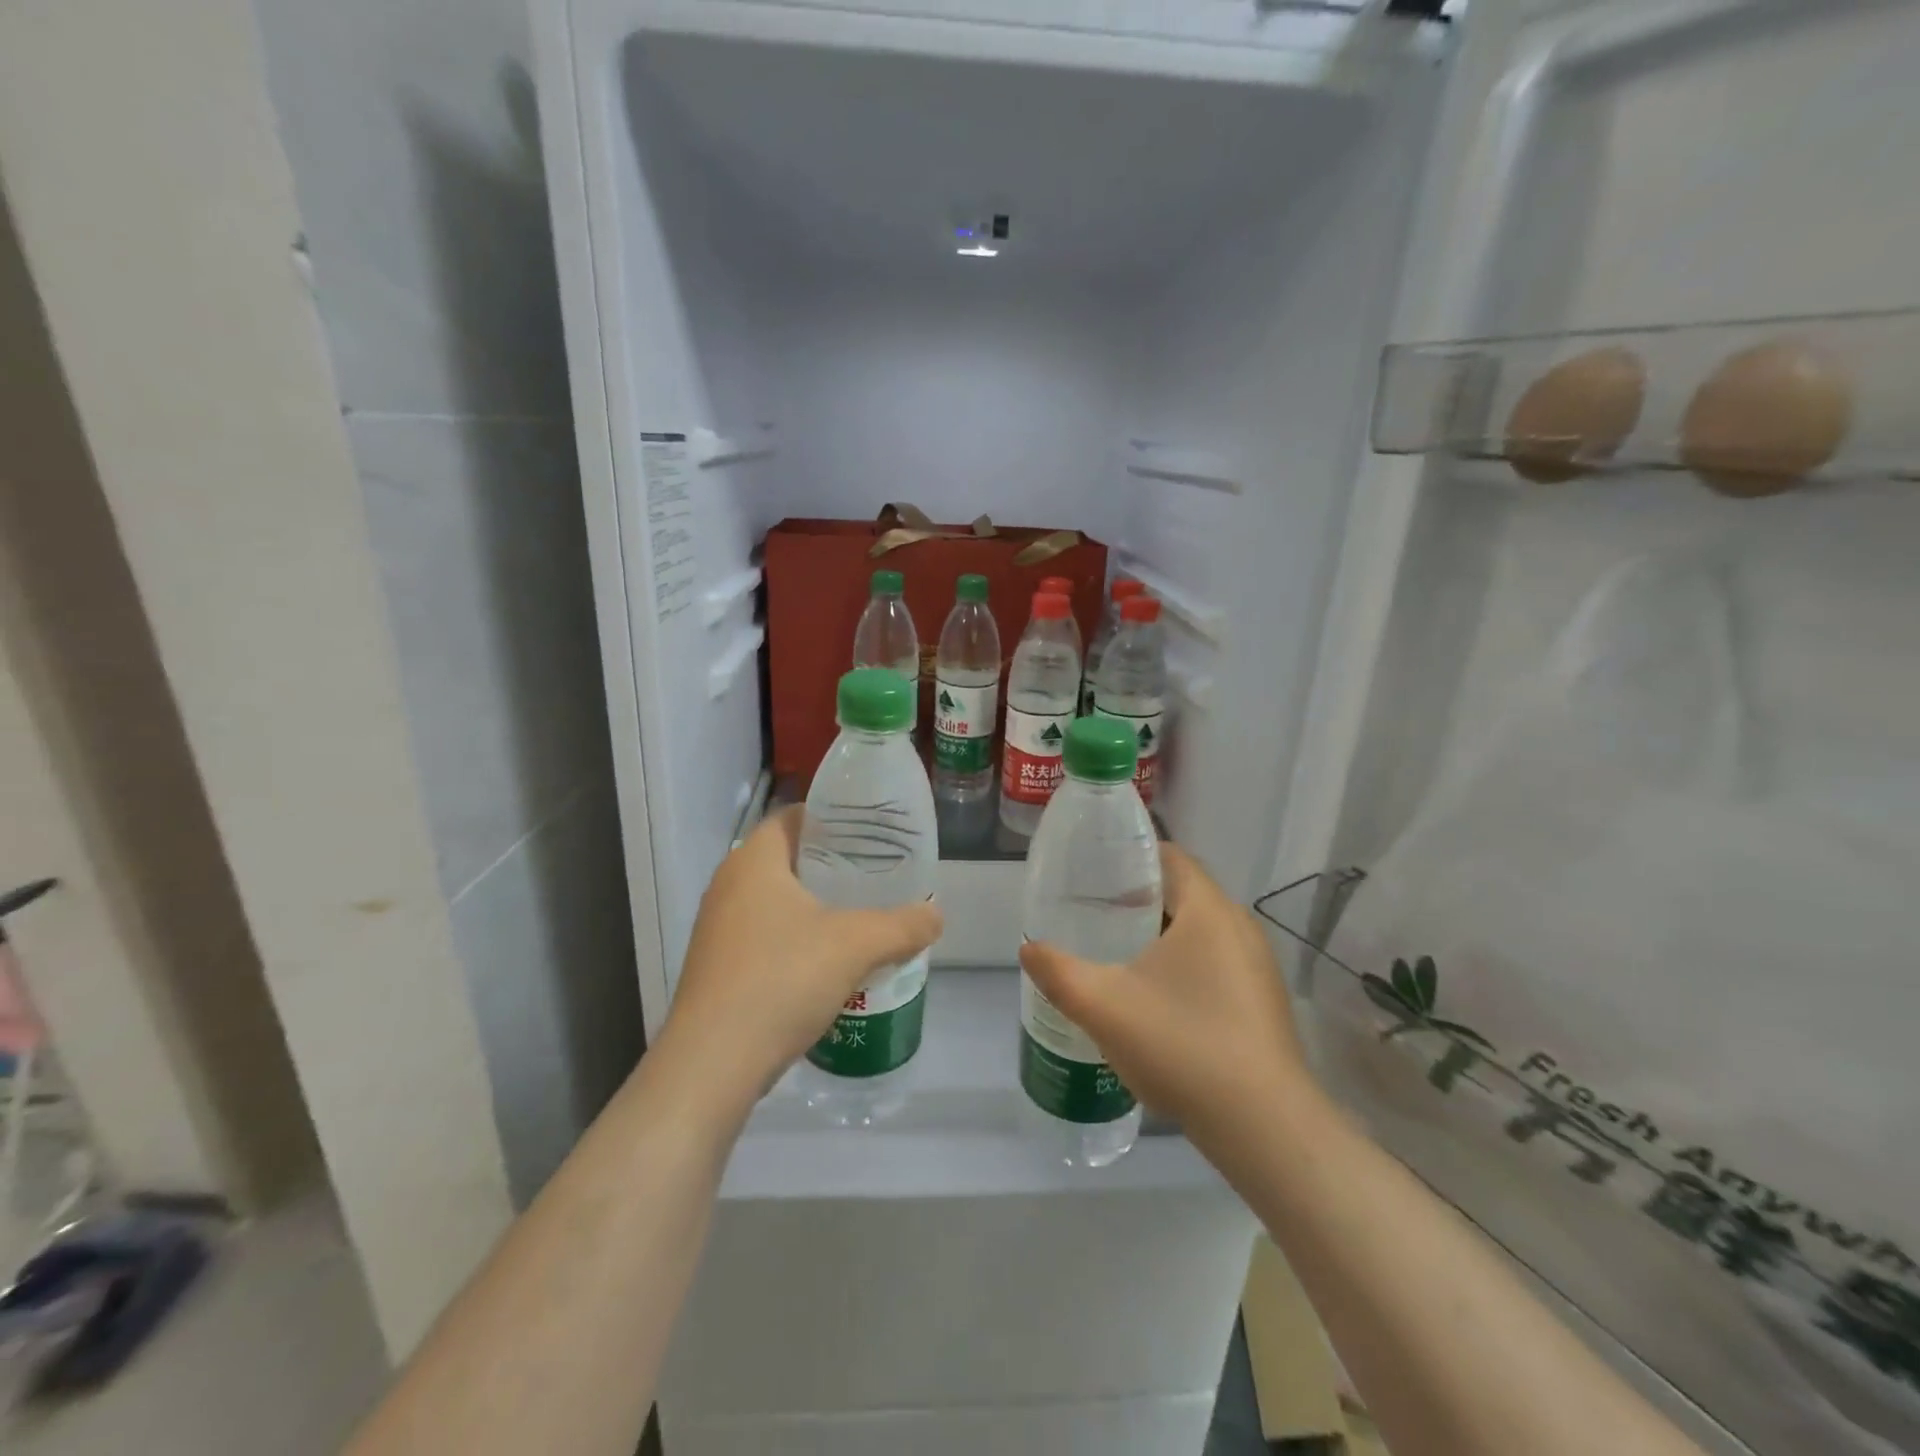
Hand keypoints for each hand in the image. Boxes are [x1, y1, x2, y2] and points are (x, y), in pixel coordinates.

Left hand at [658, 807, 943, 1114]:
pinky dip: (797, 937)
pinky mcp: (718, 966)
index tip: (870, 832)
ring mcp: (718, 928)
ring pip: (776, 900)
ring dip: (815, 905)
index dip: (833, 818)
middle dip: (832, 864)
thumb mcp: (856, 945)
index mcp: (754, 860)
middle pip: (788, 858)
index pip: (794, 817)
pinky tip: (829, 961)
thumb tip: (936, 915)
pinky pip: (766, 935)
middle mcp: (728, 885)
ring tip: (860, 914)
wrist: (712, 1064)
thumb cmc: (781, 979)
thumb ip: (903, 925)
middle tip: (875, 872)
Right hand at [1019, 845, 1314, 1149]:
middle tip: (1096, 914)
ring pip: (1202, 931)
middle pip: (1185, 893)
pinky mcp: (1263, 1002)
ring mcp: (1258, 966)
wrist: (1263, 1127)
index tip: (1094, 873)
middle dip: (1139, 899)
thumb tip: (1028, 948)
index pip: (1171, 857)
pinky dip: (1185, 965)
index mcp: (1208, 910)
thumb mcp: (1102, 1005)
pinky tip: (1157, 999)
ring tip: (1119, 954)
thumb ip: (1057, 971)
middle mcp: (1241, 927)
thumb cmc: (1181, 1045)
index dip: (1131, 858)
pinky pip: (1218, 963)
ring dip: (1162, 935)